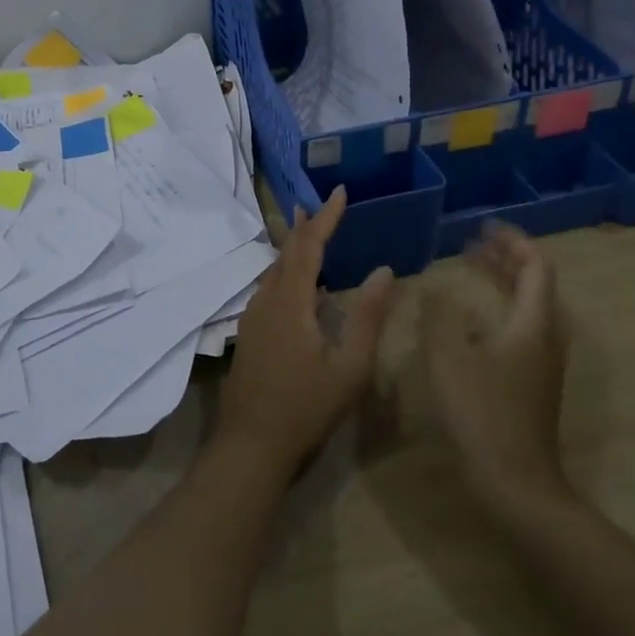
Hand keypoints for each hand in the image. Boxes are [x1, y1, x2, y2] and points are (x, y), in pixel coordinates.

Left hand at [216, 186, 395, 476]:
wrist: (250, 443)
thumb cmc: (306, 408)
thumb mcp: (349, 367)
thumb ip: (368, 317)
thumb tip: (383, 271)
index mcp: (291, 302)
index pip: (309, 247)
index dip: (326, 218)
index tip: (340, 192)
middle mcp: (267, 300)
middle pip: (287, 253)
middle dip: (307, 227)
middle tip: (324, 205)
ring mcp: (254, 317)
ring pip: (275, 271)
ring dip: (295, 250)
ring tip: (313, 234)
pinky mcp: (250, 333)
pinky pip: (271, 290)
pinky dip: (289, 275)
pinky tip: (304, 289)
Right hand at [420, 222, 571, 511]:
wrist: (516, 481)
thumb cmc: (482, 412)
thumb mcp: (448, 356)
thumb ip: (439, 314)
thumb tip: (435, 286)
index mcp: (533, 323)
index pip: (535, 266)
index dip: (512, 241)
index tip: (482, 227)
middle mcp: (546, 337)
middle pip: (535, 284)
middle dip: (505, 259)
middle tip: (472, 244)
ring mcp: (542, 362)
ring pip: (529, 307)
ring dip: (503, 283)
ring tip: (472, 271)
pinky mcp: (533, 382)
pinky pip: (521, 328)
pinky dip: (499, 308)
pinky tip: (471, 320)